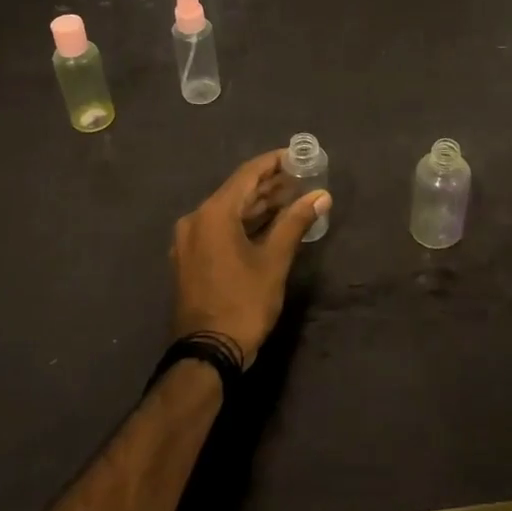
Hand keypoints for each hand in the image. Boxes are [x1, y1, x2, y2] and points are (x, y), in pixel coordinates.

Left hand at [168, 150, 330, 367]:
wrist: (207, 354)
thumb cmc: (243, 302)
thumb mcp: (274, 261)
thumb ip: (296, 222)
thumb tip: (321, 195)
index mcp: (213, 214)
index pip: (247, 175)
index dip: (274, 163)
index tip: (297, 156)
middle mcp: (195, 220)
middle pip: (237, 192)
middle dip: (269, 185)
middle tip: (301, 177)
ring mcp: (190, 241)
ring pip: (229, 212)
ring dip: (259, 205)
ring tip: (292, 197)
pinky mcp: (192, 259)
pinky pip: (220, 229)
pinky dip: (245, 223)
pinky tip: (270, 224)